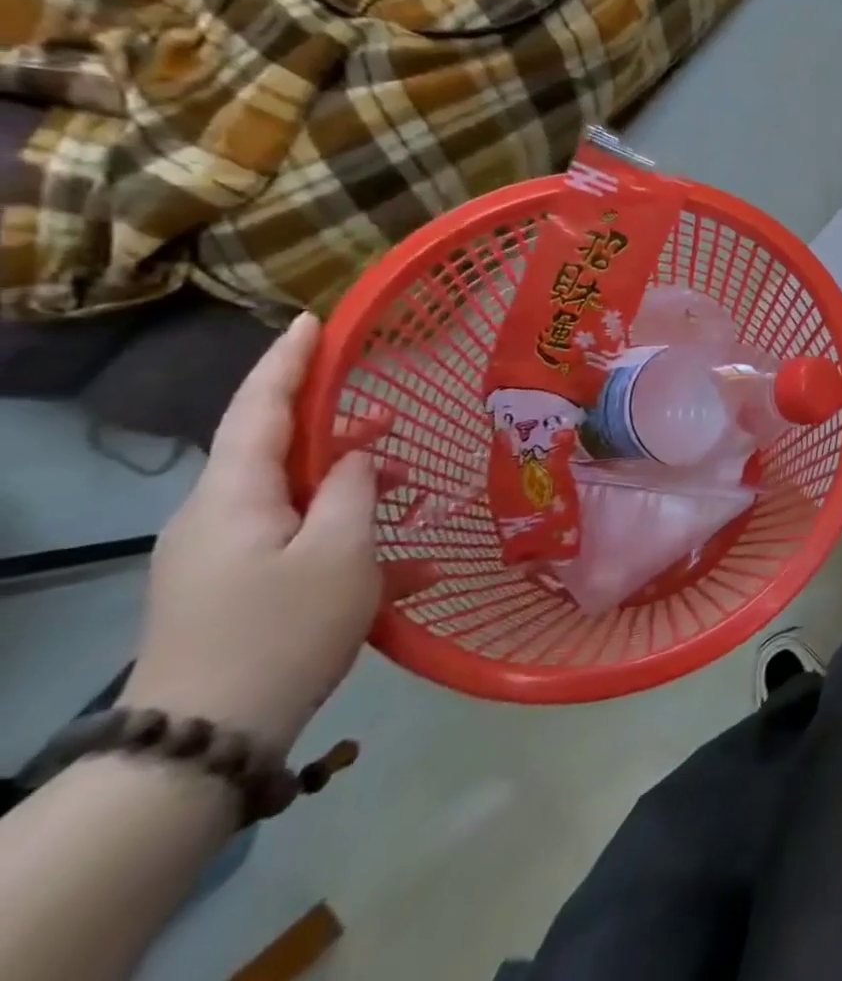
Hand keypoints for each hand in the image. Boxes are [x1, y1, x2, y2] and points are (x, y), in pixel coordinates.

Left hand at [123, 314, 379, 758]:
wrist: (204, 741)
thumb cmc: (281, 629)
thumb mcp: (341, 551)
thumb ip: (355, 489)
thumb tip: (359, 456)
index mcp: (234, 496)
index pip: (259, 408)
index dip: (287, 360)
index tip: (312, 321)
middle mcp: (219, 516)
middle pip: (281, 451)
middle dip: (341, 430)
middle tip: (395, 417)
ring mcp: (224, 557)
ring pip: (299, 499)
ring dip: (357, 490)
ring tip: (416, 490)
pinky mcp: (237, 591)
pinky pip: (301, 546)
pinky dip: (352, 545)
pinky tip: (417, 574)